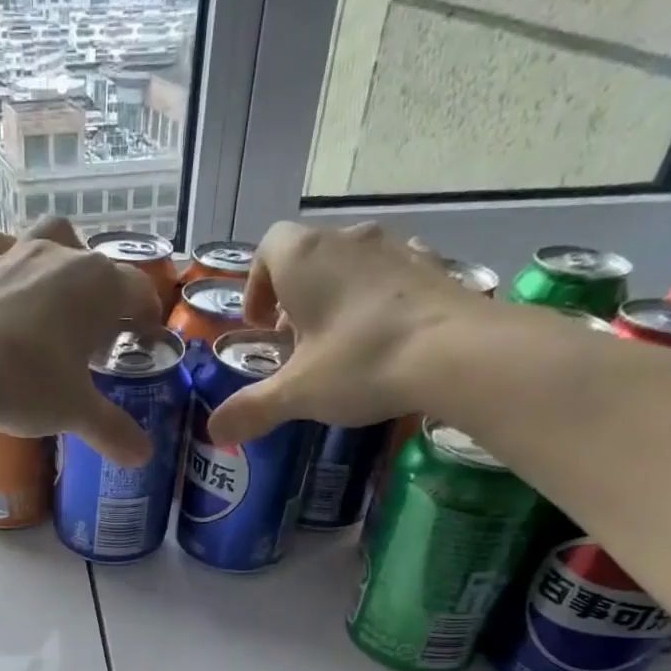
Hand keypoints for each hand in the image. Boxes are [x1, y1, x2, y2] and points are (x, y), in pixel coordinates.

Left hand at [0, 217, 160, 465]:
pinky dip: (6, 261)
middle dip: (101, 291)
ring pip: (49, 238)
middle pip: (95, 263)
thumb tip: (144, 456)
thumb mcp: (76, 412)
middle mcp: (61, 256)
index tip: (142, 338)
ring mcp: (15, 253)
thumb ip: (113, 430)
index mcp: (98, 286)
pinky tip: (4, 283)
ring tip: (53, 294)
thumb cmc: (29, 385)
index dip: (146, 315)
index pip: (138, 291)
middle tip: (93, 330)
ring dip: (60, 257)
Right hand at [204, 222, 486, 446]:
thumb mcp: (297, 393)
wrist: (457, 353)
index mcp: (305, 257)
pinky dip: (378, 300)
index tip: (260, 326)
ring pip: (351, 264)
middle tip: (295, 346)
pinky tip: (383, 337)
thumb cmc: (361, 362)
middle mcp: (349, 239)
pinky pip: (392, 276)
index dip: (256, 286)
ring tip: (338, 345)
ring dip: (336, 298)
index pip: (267, 248)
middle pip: (308, 256)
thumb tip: (213, 431)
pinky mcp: (433, 266)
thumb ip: (252, 409)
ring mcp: (397, 247)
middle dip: (294, 299)